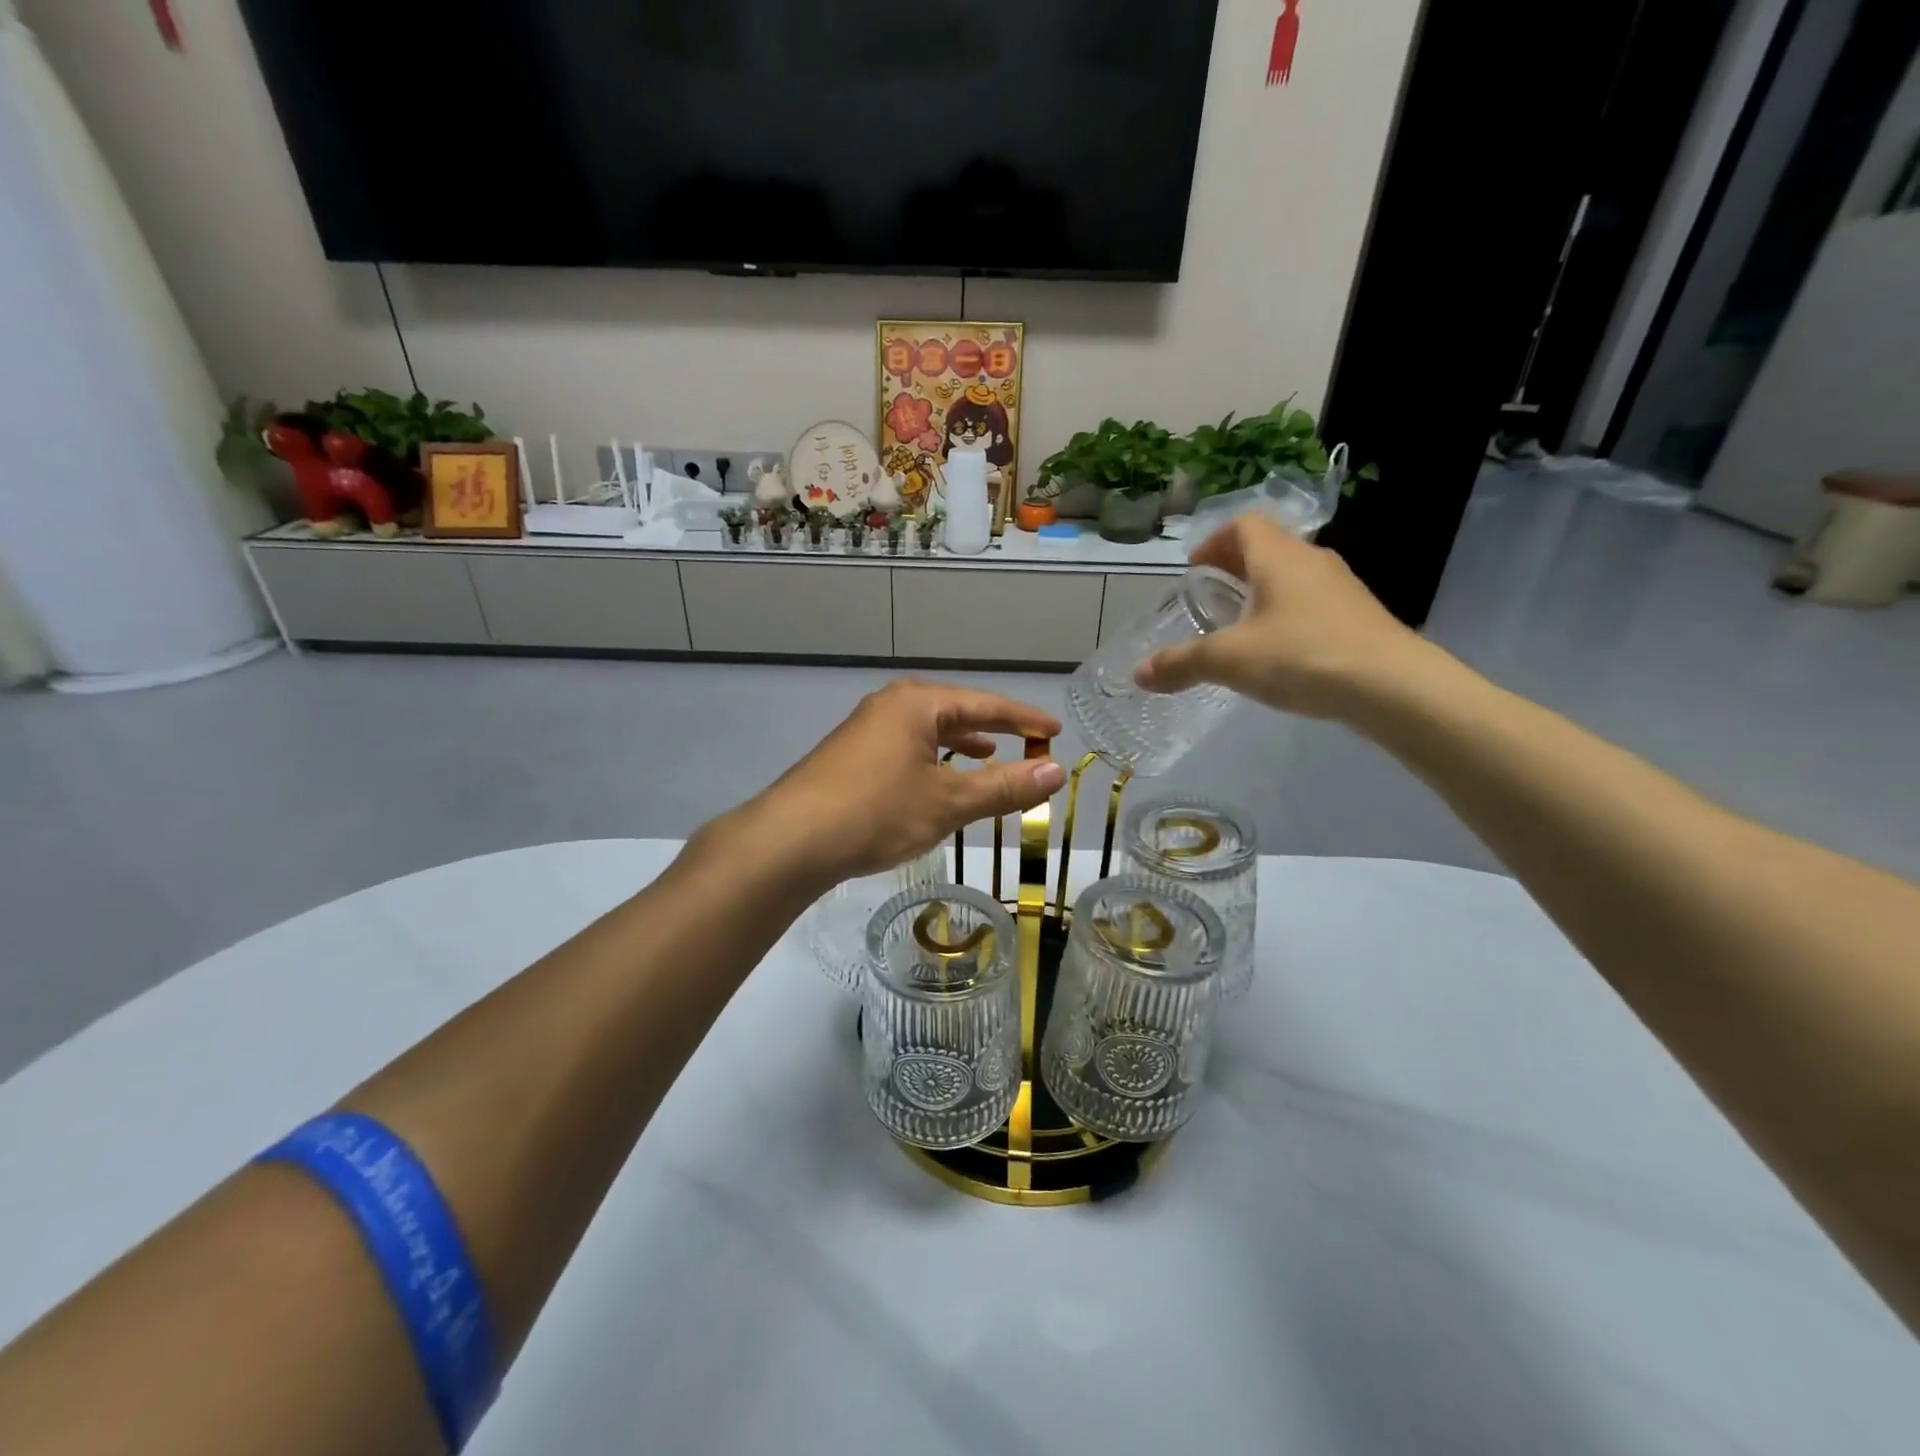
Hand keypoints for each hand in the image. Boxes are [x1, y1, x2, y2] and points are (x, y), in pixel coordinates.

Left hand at [743, 681, 1065, 885]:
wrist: (791, 840)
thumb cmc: (877, 813)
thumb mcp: (948, 802)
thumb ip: (1004, 787)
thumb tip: (1057, 771)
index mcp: (917, 703)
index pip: (986, 704)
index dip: (1024, 719)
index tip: (1055, 729)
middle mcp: (891, 705)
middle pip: (956, 711)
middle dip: (994, 728)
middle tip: (1030, 741)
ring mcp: (866, 729)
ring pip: (928, 730)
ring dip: (963, 743)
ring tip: (990, 754)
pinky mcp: (851, 755)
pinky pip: (907, 747)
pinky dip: (934, 758)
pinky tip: (938, 778)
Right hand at [1135, 514, 1426, 719]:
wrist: (1392, 686)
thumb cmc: (1302, 655)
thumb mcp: (1230, 660)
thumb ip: (1182, 663)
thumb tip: (1139, 674)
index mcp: (1279, 557)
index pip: (1244, 524)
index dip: (1214, 542)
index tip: (1194, 569)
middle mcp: (1312, 561)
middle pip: (1268, 548)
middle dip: (1233, 568)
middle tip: (1208, 597)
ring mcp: (1341, 588)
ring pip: (1292, 576)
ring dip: (1262, 592)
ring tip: (1239, 626)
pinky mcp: (1358, 617)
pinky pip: (1312, 603)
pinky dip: (1287, 614)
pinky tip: (1278, 652)